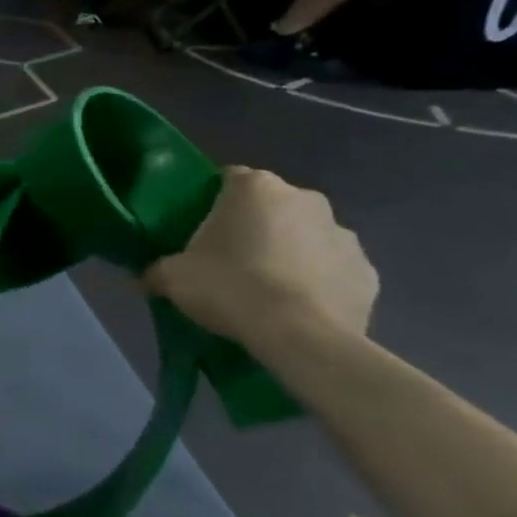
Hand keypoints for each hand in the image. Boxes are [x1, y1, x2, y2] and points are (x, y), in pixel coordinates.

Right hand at [144, 167, 375, 344]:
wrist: (300, 337)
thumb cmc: (230, 288)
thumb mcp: (172, 278)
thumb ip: (157, 270)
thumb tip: (148, 276)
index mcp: (255, 188)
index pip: (227, 179)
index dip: (211, 203)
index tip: (199, 230)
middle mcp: (305, 198)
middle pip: (270, 207)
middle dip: (253, 228)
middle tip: (228, 262)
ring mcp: (344, 234)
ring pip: (305, 237)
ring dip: (289, 254)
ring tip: (266, 290)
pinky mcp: (368, 272)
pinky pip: (333, 270)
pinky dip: (317, 282)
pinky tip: (297, 309)